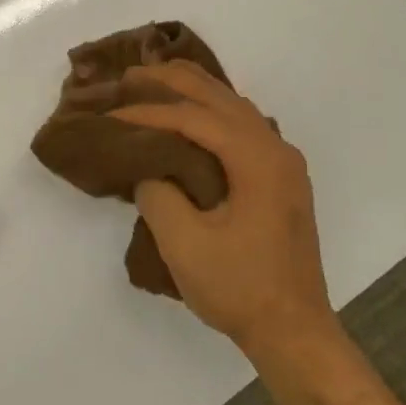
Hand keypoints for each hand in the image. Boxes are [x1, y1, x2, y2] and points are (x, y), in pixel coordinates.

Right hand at [110, 61, 334, 359]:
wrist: (294, 330)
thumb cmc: (240, 289)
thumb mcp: (185, 244)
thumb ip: (158, 194)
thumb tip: (150, 170)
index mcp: (257, 159)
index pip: (195, 117)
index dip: (149, 111)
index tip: (111, 113)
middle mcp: (276, 148)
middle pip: (219, 97)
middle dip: (172, 81)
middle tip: (130, 73)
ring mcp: (283, 162)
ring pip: (235, 107)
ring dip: (194, 91)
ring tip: (155, 81)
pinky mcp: (280, 178)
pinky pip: (243, 126)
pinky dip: (212, 110)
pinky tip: (192, 114)